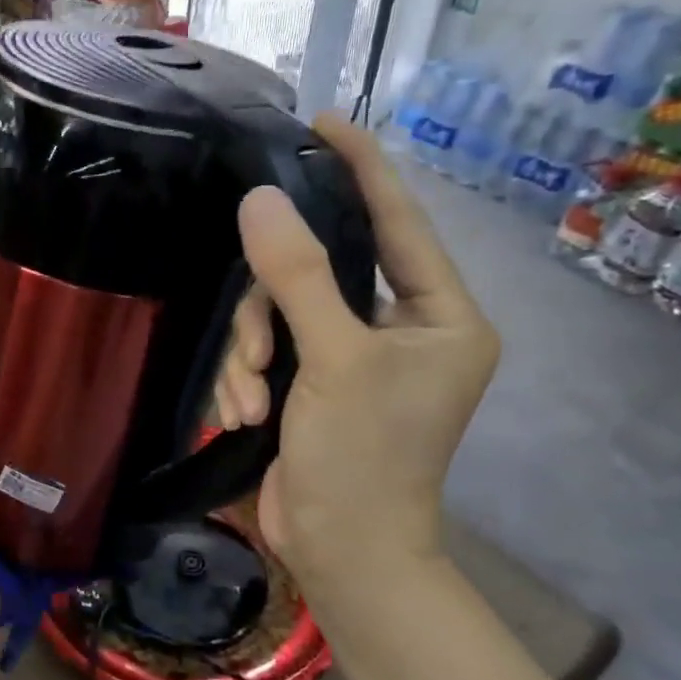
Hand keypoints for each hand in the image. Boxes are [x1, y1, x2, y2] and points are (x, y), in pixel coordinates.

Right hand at [220, 116, 498, 594]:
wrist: (341, 557)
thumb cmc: (365, 462)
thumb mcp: (336, 362)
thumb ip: (301, 277)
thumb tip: (262, 198)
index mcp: (440, 316)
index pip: (401, 220)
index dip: (362, 168)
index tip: (321, 122)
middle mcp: (400, 329)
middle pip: (320, 273)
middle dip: (272, 312)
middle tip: (257, 357)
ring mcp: (351, 358)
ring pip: (279, 314)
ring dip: (251, 357)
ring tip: (246, 406)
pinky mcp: (310, 384)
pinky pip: (266, 350)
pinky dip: (246, 380)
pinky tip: (240, 420)